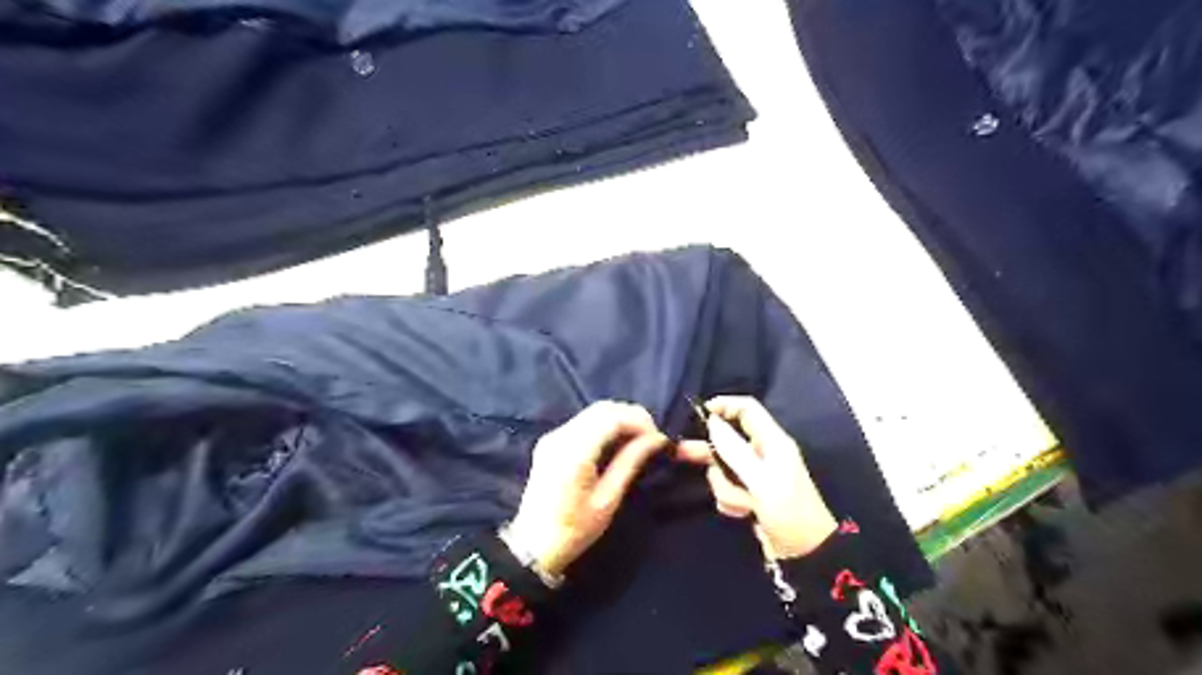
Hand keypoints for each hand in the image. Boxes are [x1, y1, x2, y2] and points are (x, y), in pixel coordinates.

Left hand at [500, 402, 661, 578]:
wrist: (532, 546)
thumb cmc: (573, 529)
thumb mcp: (607, 500)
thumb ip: (630, 462)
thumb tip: (657, 439)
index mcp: (574, 451)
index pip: (612, 417)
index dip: (639, 421)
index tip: (658, 439)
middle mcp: (561, 436)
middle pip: (603, 408)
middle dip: (632, 416)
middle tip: (652, 438)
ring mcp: (553, 436)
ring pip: (593, 411)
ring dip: (619, 419)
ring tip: (638, 440)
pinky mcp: (551, 441)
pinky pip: (584, 421)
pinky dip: (605, 424)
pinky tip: (617, 442)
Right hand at [675, 395, 837, 559]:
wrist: (806, 556)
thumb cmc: (788, 512)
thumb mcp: (761, 481)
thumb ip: (735, 451)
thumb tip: (712, 422)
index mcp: (772, 442)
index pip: (747, 409)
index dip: (724, 406)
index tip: (699, 413)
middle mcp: (763, 454)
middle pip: (727, 440)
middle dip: (709, 452)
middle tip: (681, 452)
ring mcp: (755, 476)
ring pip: (722, 469)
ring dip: (726, 487)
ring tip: (743, 503)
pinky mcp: (750, 495)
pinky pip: (726, 489)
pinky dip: (730, 501)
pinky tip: (743, 514)